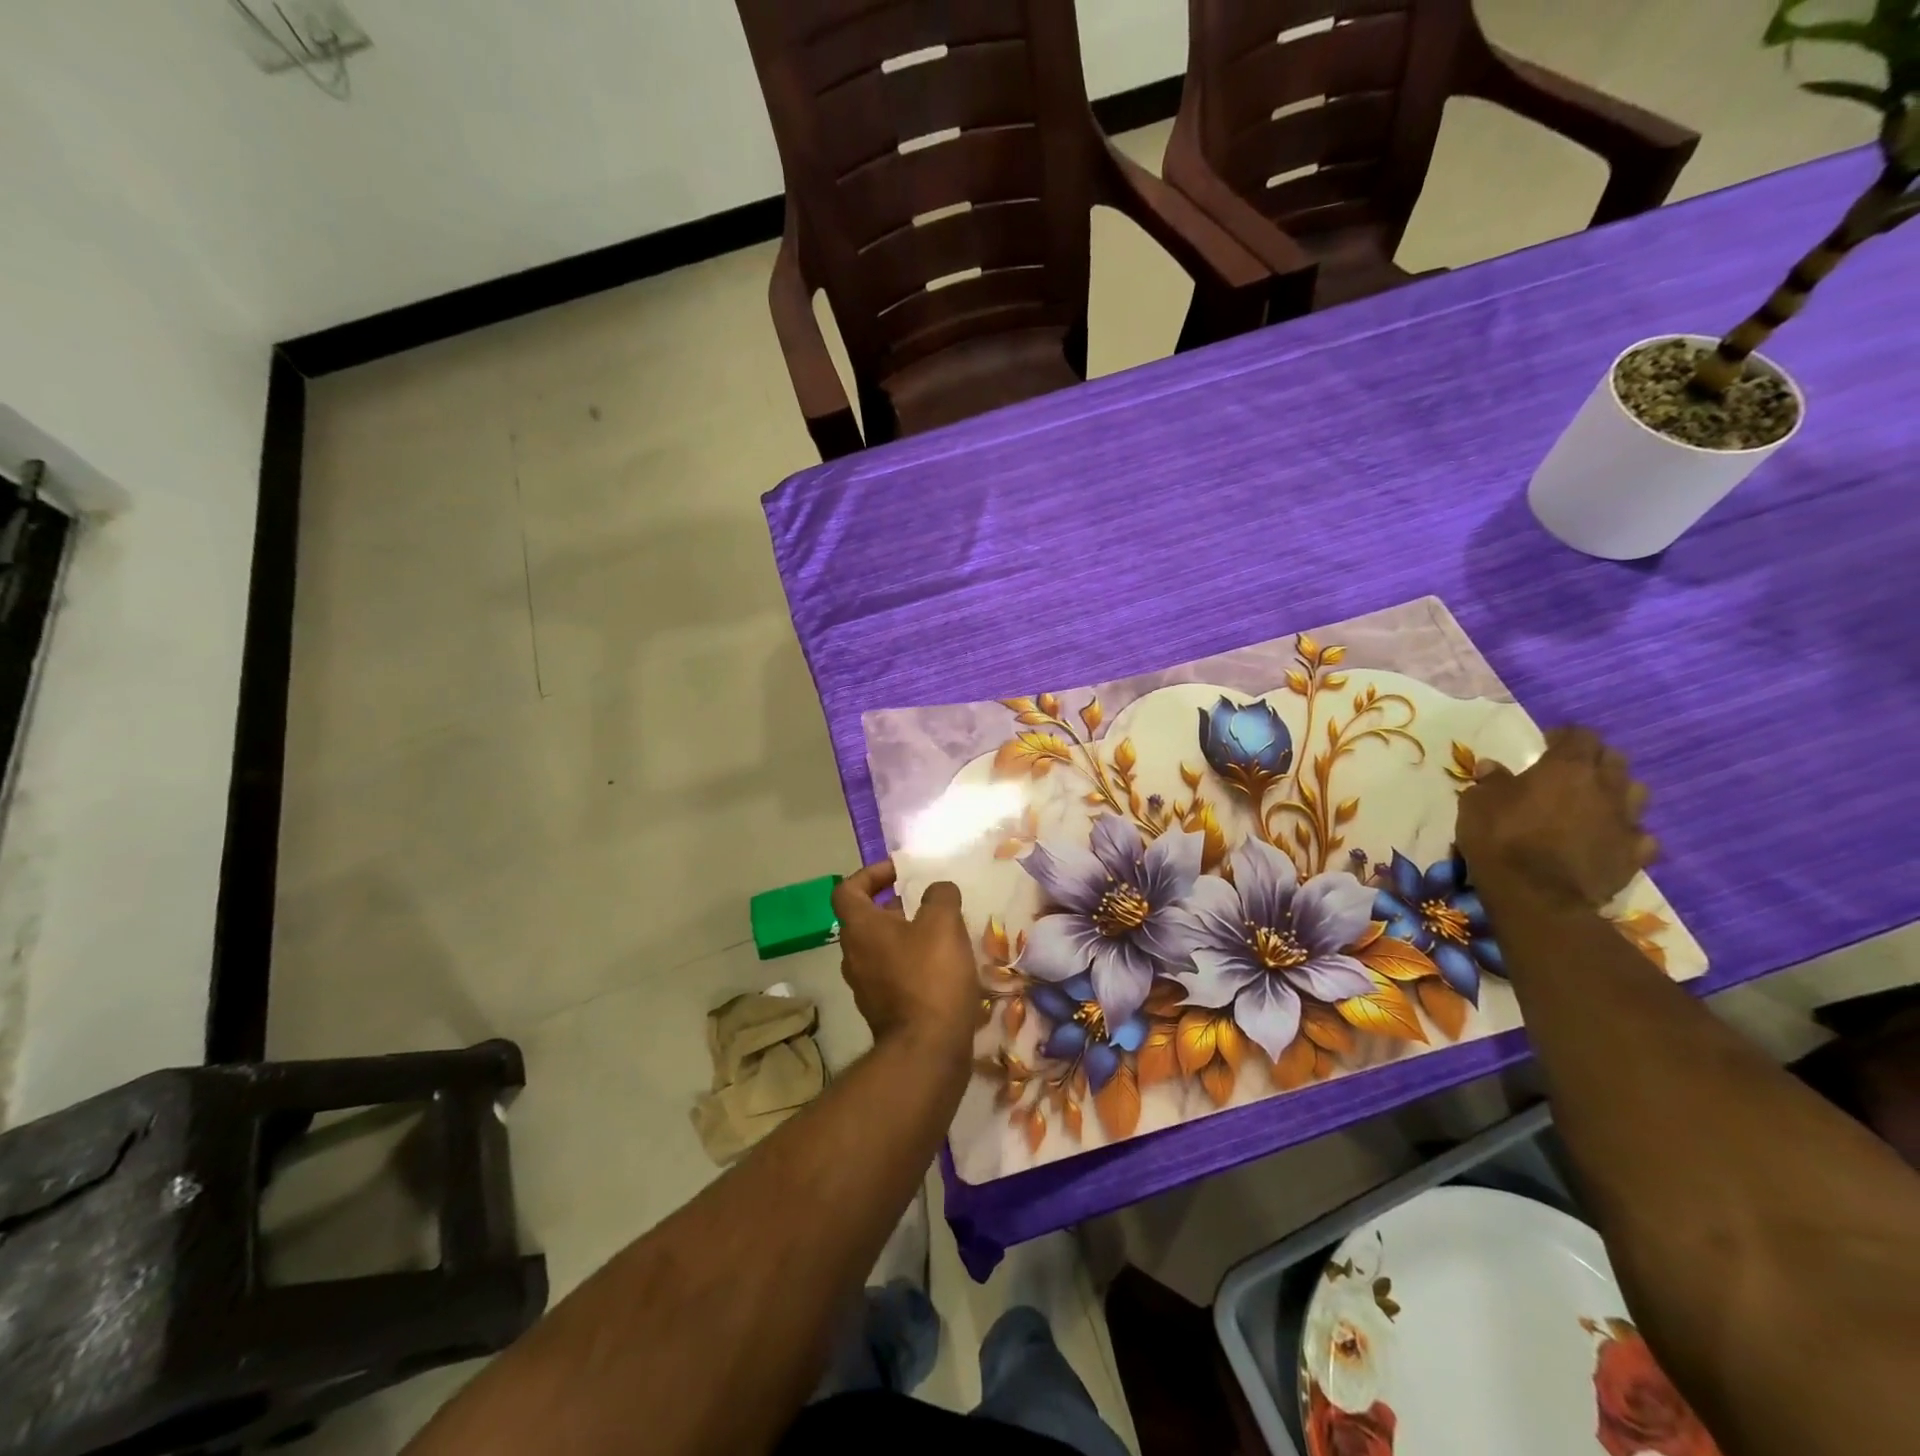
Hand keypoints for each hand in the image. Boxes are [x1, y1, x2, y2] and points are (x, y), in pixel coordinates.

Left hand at [832, 861, 977, 1055]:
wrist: (927, 1051)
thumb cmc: (930, 976)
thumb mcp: (942, 923)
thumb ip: (939, 896)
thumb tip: (937, 890)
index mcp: (860, 929)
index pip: (847, 890)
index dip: (870, 874)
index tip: (899, 872)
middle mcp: (853, 956)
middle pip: (865, 919)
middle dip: (894, 905)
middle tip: (926, 902)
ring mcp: (865, 987)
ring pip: (880, 948)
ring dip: (905, 935)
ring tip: (940, 933)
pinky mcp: (883, 1011)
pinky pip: (892, 975)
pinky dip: (911, 963)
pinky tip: (942, 967)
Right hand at [1457, 726, 1658, 909]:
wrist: (1536, 895)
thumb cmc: (1501, 838)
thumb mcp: (1477, 803)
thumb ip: (1490, 781)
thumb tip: (1492, 767)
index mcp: (1567, 768)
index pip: (1580, 736)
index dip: (1565, 736)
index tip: (1547, 742)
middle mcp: (1604, 787)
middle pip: (1614, 759)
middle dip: (1594, 759)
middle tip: (1570, 770)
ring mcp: (1625, 821)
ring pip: (1635, 792)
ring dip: (1616, 791)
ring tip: (1594, 801)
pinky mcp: (1634, 854)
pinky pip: (1639, 834)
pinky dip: (1625, 832)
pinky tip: (1608, 837)